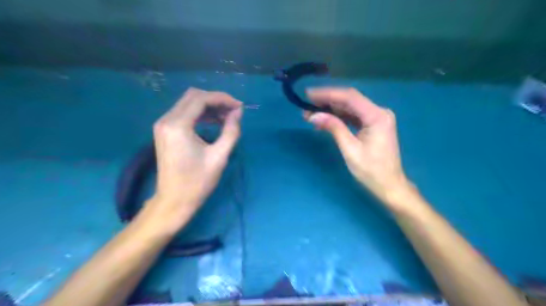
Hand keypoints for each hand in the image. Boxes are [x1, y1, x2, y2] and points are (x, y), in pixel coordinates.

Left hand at [149, 88, 244, 230]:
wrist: (174, 200)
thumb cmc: (198, 181)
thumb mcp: (219, 156)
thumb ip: (231, 131)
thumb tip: (238, 112)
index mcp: (178, 125)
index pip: (201, 99)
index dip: (223, 99)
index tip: (239, 107)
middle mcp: (166, 120)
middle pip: (193, 96)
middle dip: (216, 100)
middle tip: (234, 111)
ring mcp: (163, 125)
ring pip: (188, 103)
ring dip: (209, 106)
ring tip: (227, 117)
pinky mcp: (165, 131)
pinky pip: (184, 113)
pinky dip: (200, 114)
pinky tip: (214, 122)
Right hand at [303, 86, 413, 209]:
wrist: (389, 185)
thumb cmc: (371, 170)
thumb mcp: (350, 149)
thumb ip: (334, 128)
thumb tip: (313, 115)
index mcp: (377, 116)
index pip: (349, 97)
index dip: (327, 94)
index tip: (308, 94)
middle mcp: (378, 112)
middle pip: (349, 100)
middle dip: (326, 102)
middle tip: (306, 105)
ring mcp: (376, 118)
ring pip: (349, 108)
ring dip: (330, 110)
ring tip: (310, 114)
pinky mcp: (372, 125)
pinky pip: (352, 117)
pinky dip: (338, 118)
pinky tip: (323, 121)